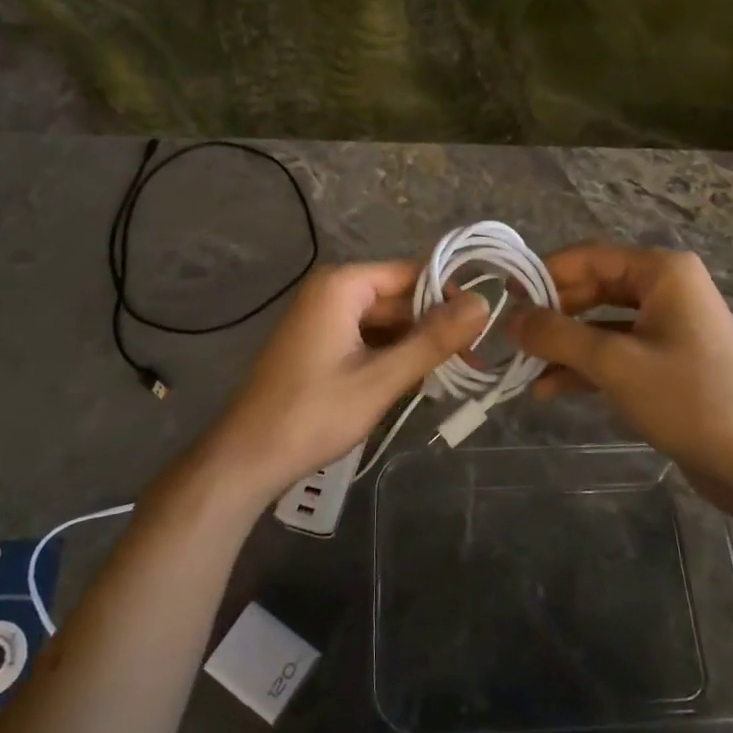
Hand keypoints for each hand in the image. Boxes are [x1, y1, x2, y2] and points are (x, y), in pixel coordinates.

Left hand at [190, 261, 488, 512]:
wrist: (247, 459)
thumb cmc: (313, 415)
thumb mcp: (381, 379)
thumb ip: (432, 340)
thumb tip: (484, 303)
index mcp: (342, 286)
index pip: (411, 273)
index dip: (449, 296)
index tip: (485, 324)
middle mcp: (331, 291)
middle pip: (399, 298)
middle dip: (435, 326)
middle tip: (476, 358)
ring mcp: (323, 318)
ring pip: (386, 321)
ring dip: (416, 345)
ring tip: (458, 372)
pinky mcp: (320, 344)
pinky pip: (368, 338)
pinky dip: (393, 356)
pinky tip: (419, 380)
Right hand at [508, 243, 732, 507]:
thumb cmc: (688, 398)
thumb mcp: (615, 363)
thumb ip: (557, 335)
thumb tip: (509, 319)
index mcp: (662, 271)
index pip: (587, 257)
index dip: (543, 275)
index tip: (504, 300)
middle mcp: (665, 288)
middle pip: (591, 289)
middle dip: (551, 315)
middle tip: (510, 339)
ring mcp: (667, 325)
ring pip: (599, 323)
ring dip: (563, 345)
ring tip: (522, 370)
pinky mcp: (665, 360)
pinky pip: (615, 350)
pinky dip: (584, 366)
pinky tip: (549, 390)